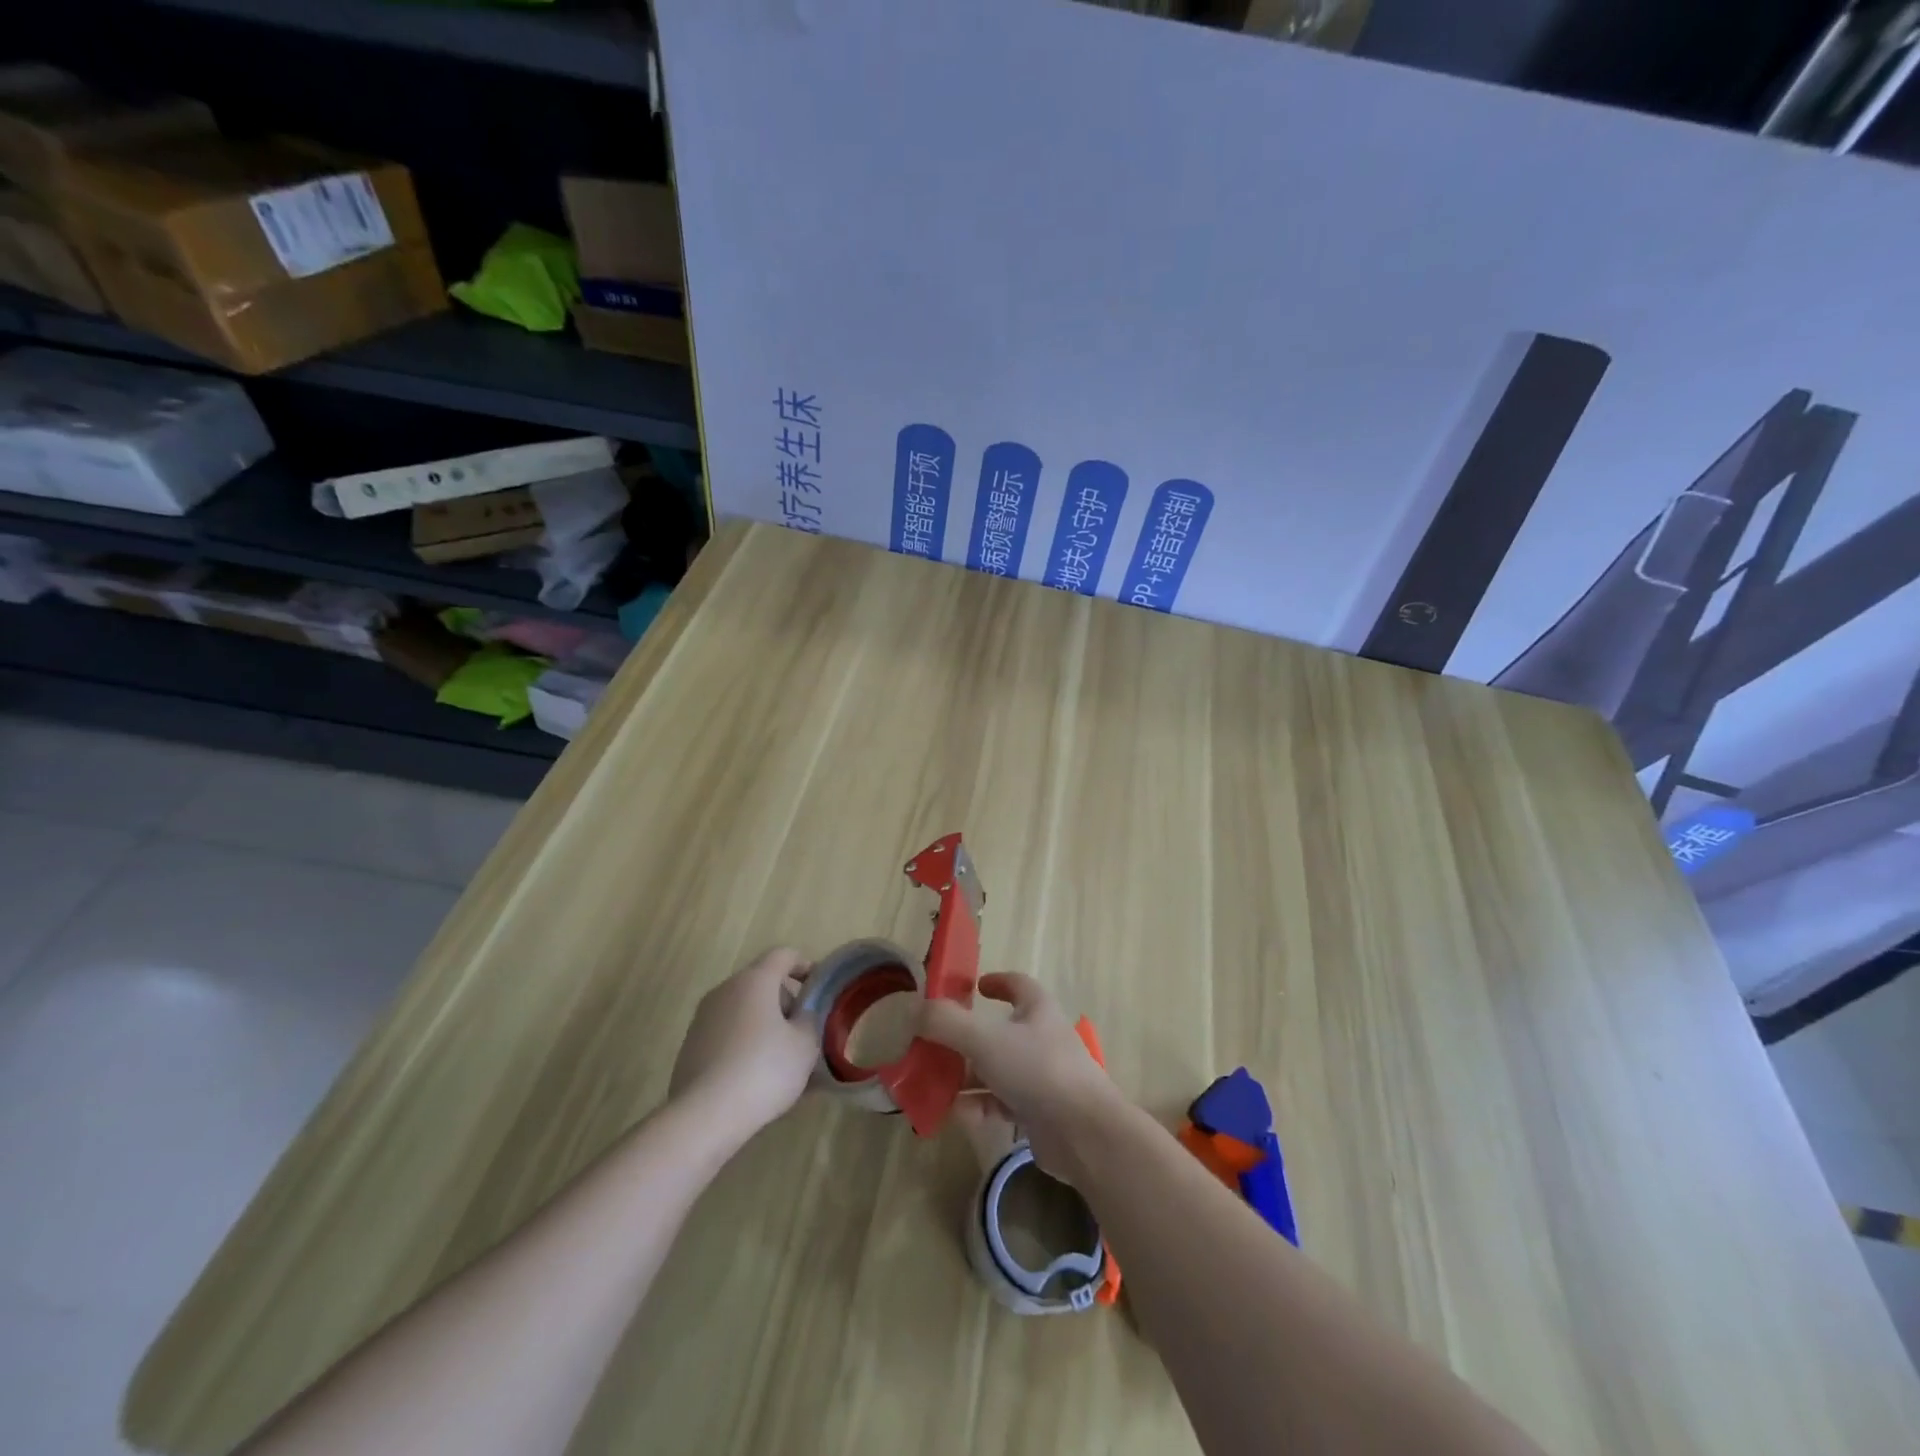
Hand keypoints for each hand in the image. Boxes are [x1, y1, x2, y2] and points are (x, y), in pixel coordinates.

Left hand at [670, 947, 819, 1142]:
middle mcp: (725, 990)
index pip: (784, 955)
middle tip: (802, 1031)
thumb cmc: (764, 1070)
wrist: (704, 1116)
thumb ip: (810, 1020)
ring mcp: (703, 1017)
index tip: (818, 989)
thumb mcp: (805, 1045)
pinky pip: (726, 1032)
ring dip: (763, 1023)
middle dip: (785, 1001)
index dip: (805, 965)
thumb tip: (801, 1015)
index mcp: (755, 980)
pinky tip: (752, 1075)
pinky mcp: (690, 1045)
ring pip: (742, 1008)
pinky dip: (743, 1042)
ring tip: (779, 1058)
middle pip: (761, 982)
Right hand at [919, 972, 1122, 1179]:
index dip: (997, 981)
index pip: (1018, 985)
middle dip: (966, 1038)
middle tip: (936, 1044)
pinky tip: (957, 1114)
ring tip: (936, 1082)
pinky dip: (979, 1106)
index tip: (974, 987)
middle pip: (999, 1031)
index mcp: (1037, 1010)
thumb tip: (914, 1009)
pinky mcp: (1039, 1113)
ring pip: (997, 1069)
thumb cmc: (1037, 1070)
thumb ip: (946, 1023)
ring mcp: (1042, 1077)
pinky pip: (1001, 1103)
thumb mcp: (985, 1039)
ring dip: (968, 1076)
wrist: (1083, 1133)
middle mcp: (1041, 1039)